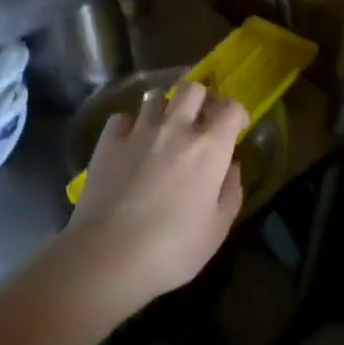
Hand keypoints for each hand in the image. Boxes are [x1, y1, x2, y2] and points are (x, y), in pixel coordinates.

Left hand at [65, 80, 248, 314]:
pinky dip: (132, 124)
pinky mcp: (107, 142)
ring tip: (165, 129)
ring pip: (156, 96)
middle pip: (192, 87)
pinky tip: (132, 143)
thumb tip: (231, 167)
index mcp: (209, 148)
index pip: (231, 107)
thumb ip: (231, 191)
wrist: (108, 257)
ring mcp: (138, 132)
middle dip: (201, 98)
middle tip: (200, 121)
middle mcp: (175, 129)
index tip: (235, 129)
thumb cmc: (172, 250)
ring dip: (166, 107)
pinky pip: (123, 117)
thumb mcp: (218, 229)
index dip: (236, 113)